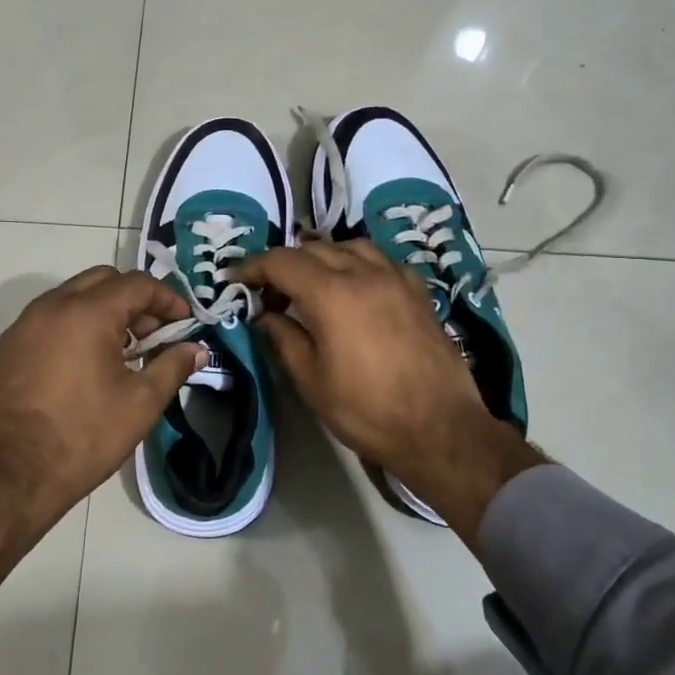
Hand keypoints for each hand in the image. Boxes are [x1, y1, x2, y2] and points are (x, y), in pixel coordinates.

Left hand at [0, 266, 205, 527]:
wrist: (12, 476)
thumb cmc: (84, 436)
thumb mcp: (141, 403)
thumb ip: (172, 367)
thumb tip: (196, 349)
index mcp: (86, 313)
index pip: (136, 284)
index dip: (167, 299)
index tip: (184, 323)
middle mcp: (50, 307)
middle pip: (101, 280)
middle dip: (134, 299)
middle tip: (152, 334)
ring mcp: (21, 327)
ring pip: (70, 297)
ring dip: (101, 311)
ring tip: (120, 351)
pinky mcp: (5, 349)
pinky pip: (46, 321)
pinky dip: (72, 328)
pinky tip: (82, 366)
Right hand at [237, 241, 544, 540]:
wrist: (439, 427)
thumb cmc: (367, 409)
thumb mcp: (311, 380)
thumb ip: (283, 339)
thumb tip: (265, 316)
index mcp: (331, 293)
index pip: (281, 262)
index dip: (252, 266)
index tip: (235, 279)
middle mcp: (363, 272)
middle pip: (313, 248)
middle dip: (284, 263)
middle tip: (269, 292)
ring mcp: (395, 278)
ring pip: (349, 246)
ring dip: (322, 257)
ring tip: (310, 284)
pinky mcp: (417, 290)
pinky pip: (379, 260)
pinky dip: (356, 263)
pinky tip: (353, 288)